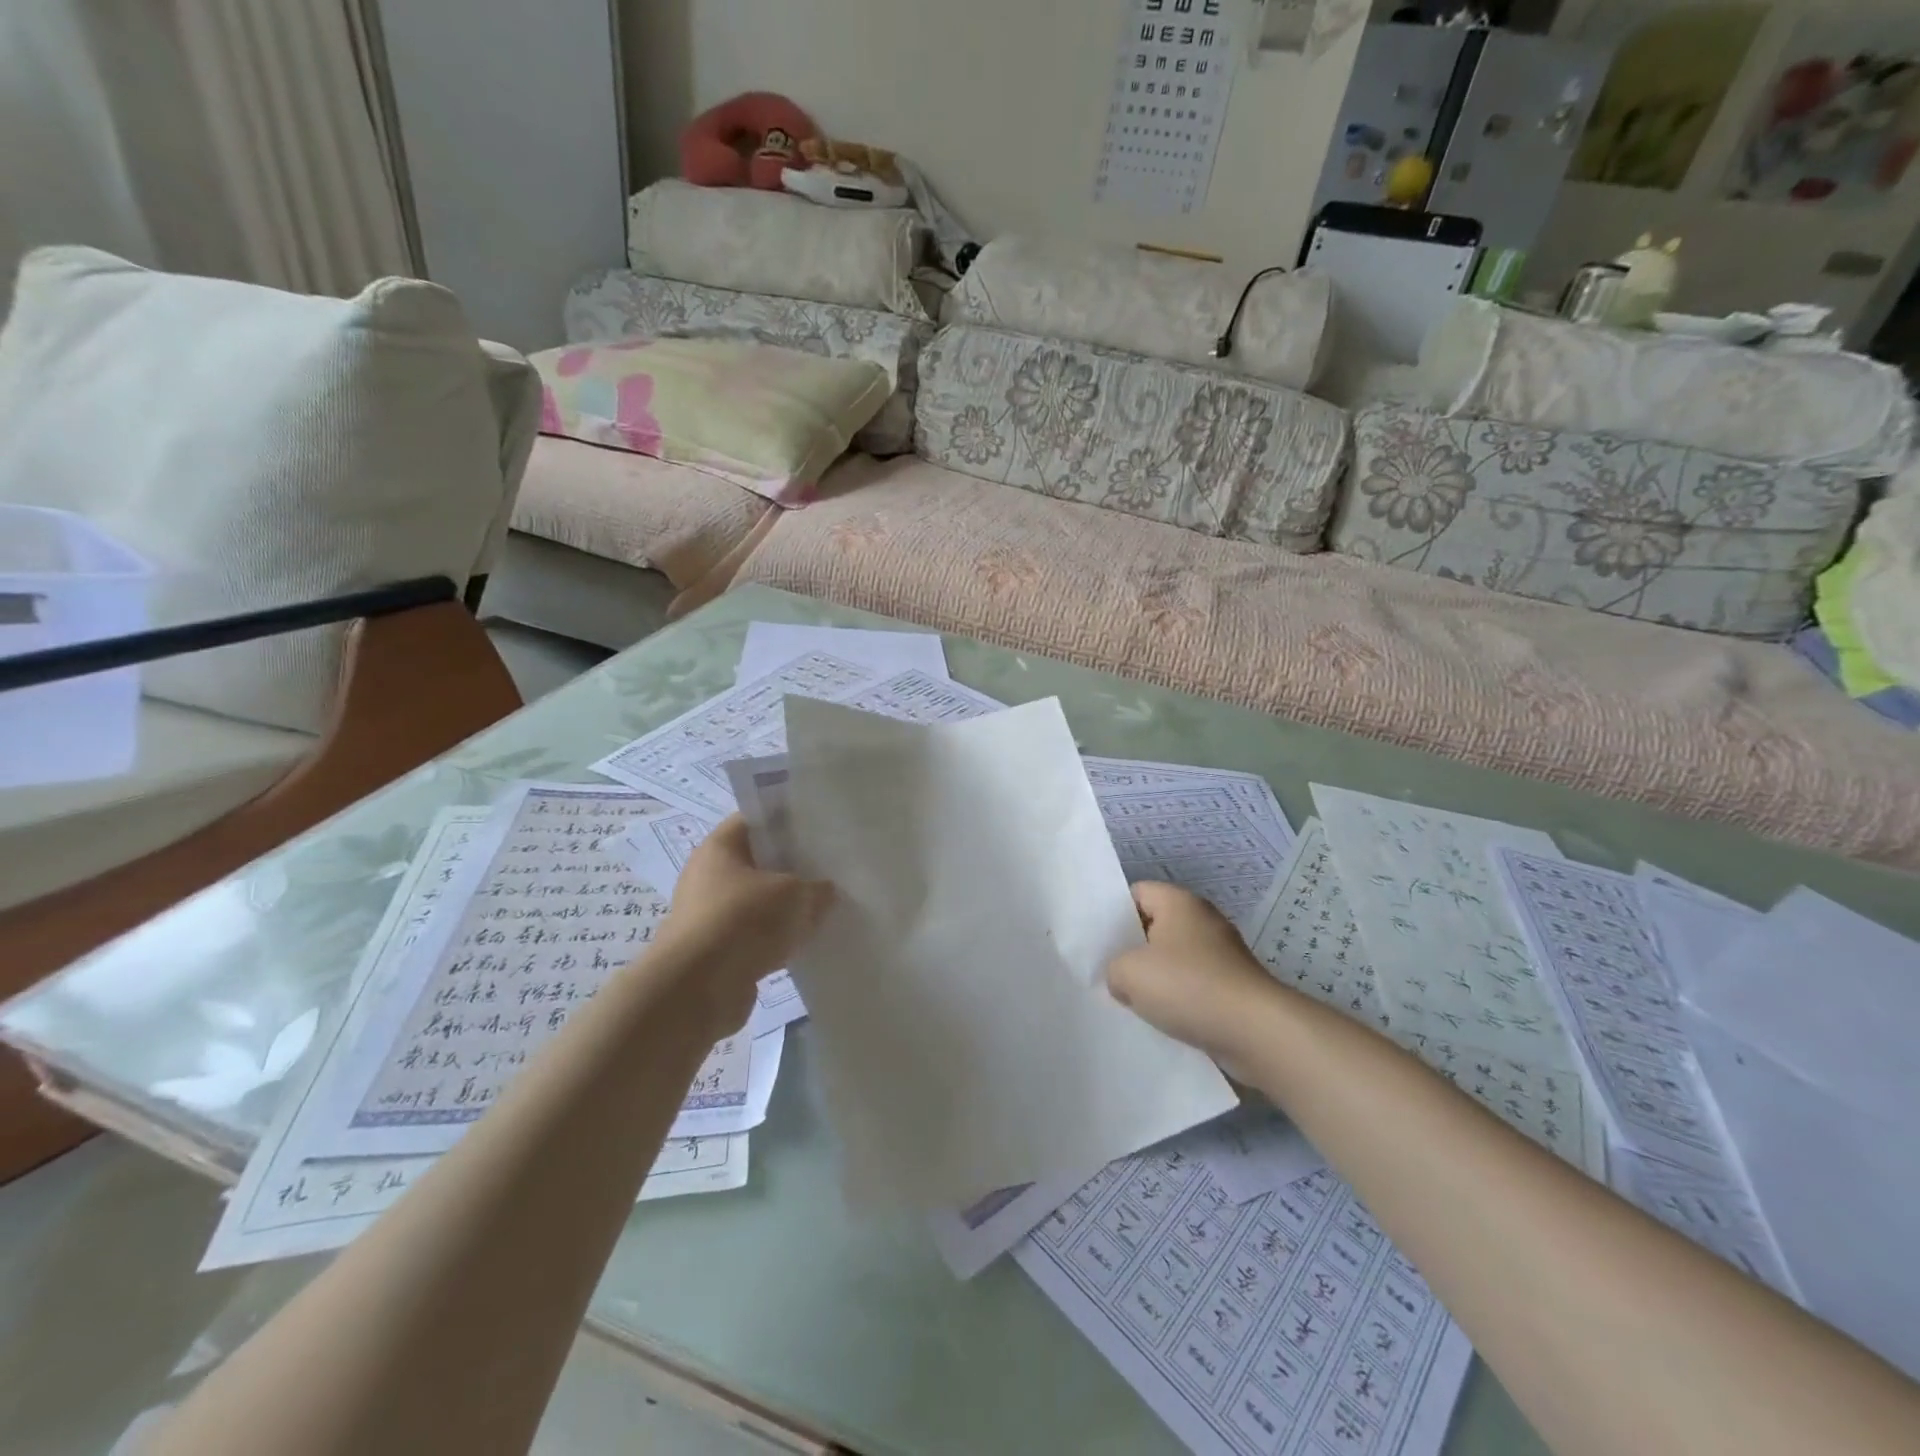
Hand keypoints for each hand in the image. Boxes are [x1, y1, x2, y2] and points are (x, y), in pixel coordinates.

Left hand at [649, 816, 834, 1031]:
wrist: (695, 990)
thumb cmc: (743, 921)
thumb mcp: (795, 895)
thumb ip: (816, 889)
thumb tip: (825, 891)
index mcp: (720, 847)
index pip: (755, 820)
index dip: (786, 821)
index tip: (818, 830)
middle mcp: (707, 876)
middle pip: (756, 863)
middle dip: (790, 869)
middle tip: (827, 871)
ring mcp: (708, 917)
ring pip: (756, 903)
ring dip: (783, 910)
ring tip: (821, 910)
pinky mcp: (714, 953)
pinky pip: (752, 937)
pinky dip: (773, 941)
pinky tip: (803, 945)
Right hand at [1106, 882, 1282, 1068]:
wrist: (1256, 1032)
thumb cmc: (1188, 987)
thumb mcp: (1128, 973)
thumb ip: (1113, 969)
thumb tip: (1123, 978)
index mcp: (1178, 901)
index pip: (1136, 893)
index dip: (1113, 914)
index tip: (1098, 942)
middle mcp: (1202, 919)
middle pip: (1155, 926)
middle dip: (1132, 950)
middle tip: (1107, 972)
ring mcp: (1222, 953)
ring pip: (1174, 959)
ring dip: (1155, 979)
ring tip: (1130, 1000)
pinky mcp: (1233, 985)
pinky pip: (1194, 985)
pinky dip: (1178, 999)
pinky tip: (1162, 1019)